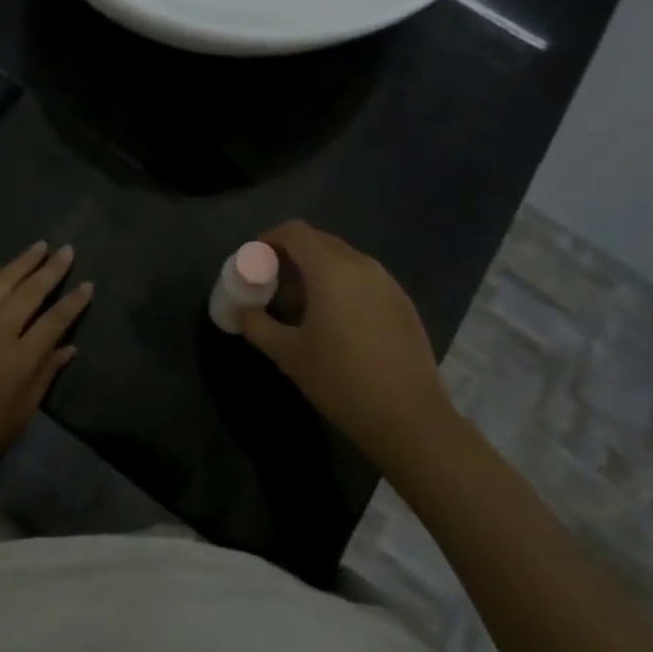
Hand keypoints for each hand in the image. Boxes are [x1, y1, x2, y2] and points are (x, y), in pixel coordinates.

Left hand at [0, 242, 91, 509]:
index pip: (54, 321)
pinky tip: (1, 269)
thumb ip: (44, 377)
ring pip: (0, 283)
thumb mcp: (18, 419)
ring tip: (39, 247)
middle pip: (29, 292)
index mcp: (18, 362)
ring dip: (22, 263)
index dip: (73, 302)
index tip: (88, 284)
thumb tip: (69, 347)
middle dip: (51, 269)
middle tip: (67, 250)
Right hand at [238, 221, 453, 474]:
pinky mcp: (403, 302)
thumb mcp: (289, 355)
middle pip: (320, 242)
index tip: (254, 261)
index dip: (270, 239)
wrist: (410, 419)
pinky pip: (364, 278)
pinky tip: (337, 322)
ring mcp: (387, 282)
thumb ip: (258, 325)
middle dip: (292, 255)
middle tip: (273, 283)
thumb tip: (242, 312)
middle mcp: (361, 265)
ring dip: (317, 271)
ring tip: (303, 306)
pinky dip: (342, 285)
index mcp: (331, 270)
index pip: (295, 232)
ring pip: (344, 260)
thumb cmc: (342, 382)